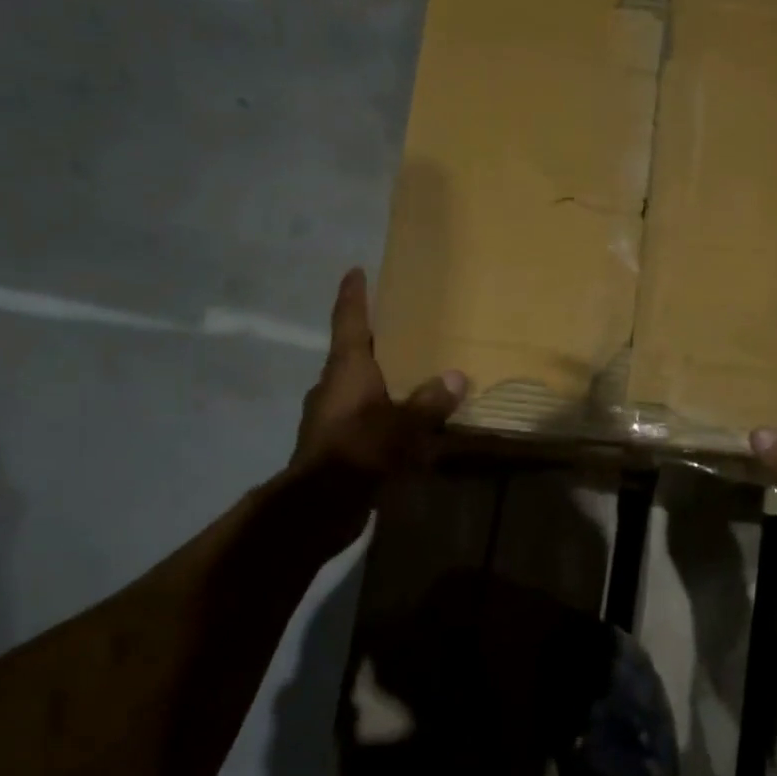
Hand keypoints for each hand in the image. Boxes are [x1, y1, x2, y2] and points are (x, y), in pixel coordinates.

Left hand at [293, 267, 465, 484]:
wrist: (319, 505)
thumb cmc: (358, 450)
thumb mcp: (402, 424)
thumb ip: (430, 401)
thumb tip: (457, 377)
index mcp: (345, 369)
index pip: (348, 320)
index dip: (353, 295)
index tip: (355, 270)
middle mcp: (333, 386)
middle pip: (353, 353)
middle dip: (375, 340)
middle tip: (403, 328)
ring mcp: (330, 417)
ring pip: (359, 388)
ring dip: (380, 381)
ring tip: (412, 377)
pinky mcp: (335, 444)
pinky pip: (363, 419)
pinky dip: (382, 415)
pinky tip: (405, 425)